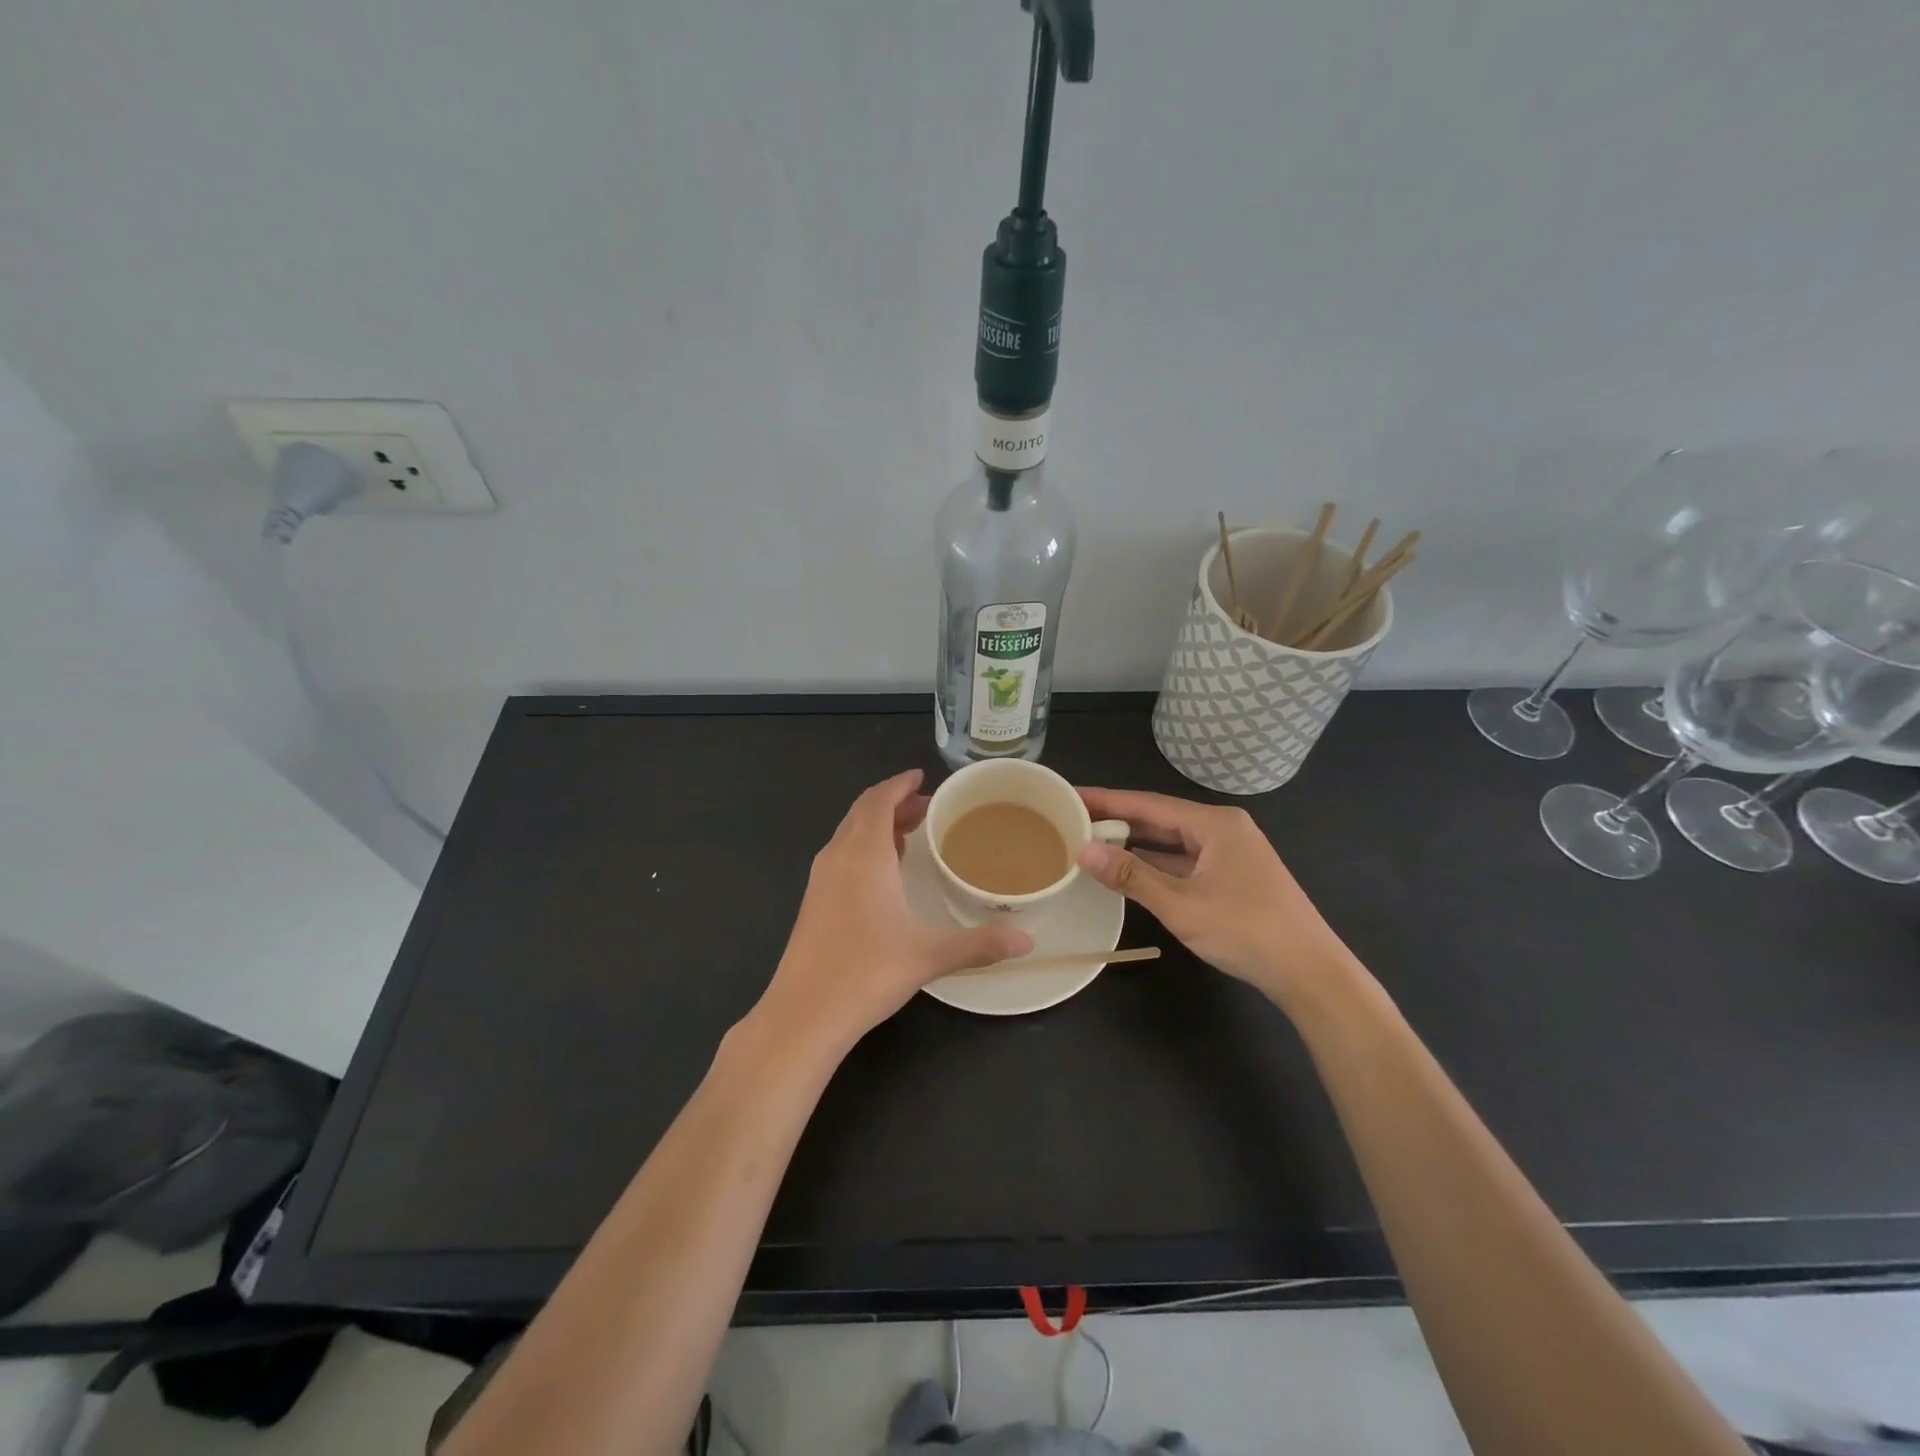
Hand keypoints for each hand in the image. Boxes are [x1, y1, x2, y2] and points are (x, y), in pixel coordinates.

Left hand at [757, 770, 1031, 1053]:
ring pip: (848, 834)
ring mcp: (819, 881)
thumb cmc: (867, 972)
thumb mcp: (930, 956)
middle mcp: (837, 858)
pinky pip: (840, 856)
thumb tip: (1027, 942)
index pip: (878, 801)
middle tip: (927, 808)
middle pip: (863, 813)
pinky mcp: (812, 903)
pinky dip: (863, 848)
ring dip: (877, 825)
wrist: (803, 1014)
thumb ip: (980, 944)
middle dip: (893, 803)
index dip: (899, 785)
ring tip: (909, 834)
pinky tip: (883, 875)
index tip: (921, 777)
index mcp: (864, 855)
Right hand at [1075, 787, 1357, 1002]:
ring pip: (1172, 842)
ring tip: (1090, 841)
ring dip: (1134, 844)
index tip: (1070, 795)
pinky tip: (1128, 871)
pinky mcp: (1233, 878)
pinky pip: (1184, 862)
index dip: (1106, 800)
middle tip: (1071, 818)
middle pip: (1159, 819)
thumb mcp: (1181, 904)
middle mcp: (1223, 830)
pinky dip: (1155, 865)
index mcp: (1215, 824)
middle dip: (1117, 820)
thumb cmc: (1246, 930)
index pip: (1148, 804)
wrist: (1311, 974)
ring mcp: (1230, 854)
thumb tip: (1083, 850)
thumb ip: (1131, 875)